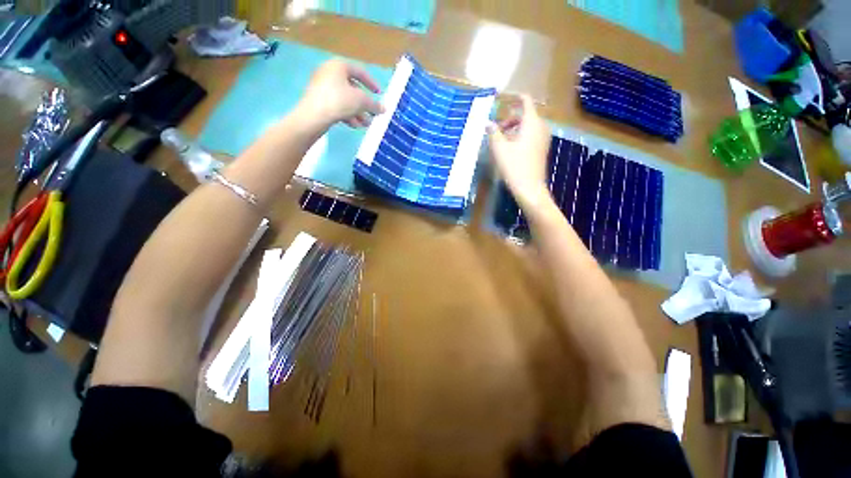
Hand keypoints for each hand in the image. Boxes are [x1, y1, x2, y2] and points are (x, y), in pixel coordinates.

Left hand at [298, 59, 384, 128]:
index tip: (379, 94)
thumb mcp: (361, 102)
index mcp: (339, 66)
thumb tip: (384, 108)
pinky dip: (347, 114)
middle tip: (373, 114)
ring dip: (358, 112)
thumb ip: (374, 104)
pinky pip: (337, 105)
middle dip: (365, 104)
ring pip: (346, 99)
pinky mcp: (318, 100)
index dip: (372, 83)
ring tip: (365, 124)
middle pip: (353, 88)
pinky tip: (354, 125)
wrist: (314, 116)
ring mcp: (322, 86)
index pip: (360, 72)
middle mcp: (329, 72)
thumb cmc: (339, 101)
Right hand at [488, 95, 552, 209]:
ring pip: (527, 126)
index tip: (501, 99)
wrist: (530, 188)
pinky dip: (519, 136)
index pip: (525, 101)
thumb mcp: (500, 149)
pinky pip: (530, 135)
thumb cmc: (514, 166)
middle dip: (509, 119)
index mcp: (532, 122)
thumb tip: (488, 123)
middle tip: (496, 130)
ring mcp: (543, 138)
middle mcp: (541, 126)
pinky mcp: (542, 148)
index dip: (513, 97)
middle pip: (525, 114)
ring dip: (513, 129)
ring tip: (500, 141)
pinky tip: (509, 149)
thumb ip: (493, 133)